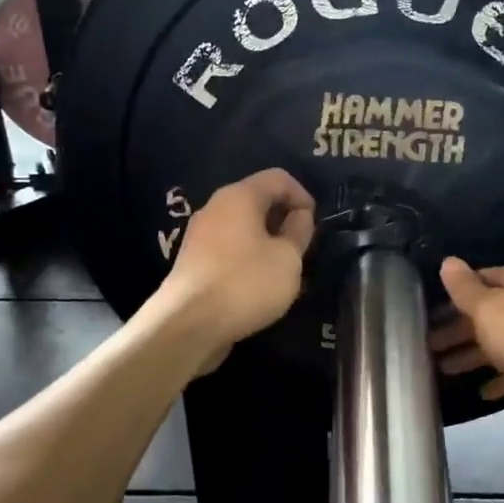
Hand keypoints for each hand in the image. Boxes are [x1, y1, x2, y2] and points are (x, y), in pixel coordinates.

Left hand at [156, 169, 314, 371]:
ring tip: (284, 272)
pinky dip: (248, 260)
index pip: (278, 178)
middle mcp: (215, 208)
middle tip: (302, 250)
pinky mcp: (194, 263)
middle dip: (284, 221)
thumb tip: (299, 215)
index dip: (303, 196)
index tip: (315, 226)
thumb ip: (298, 232)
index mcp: (239, 196)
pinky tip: (258, 287)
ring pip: (243, 229)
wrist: (188, 324)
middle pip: (258, 202)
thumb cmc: (245, 283)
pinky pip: (229, 251)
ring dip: (267, 244)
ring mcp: (200, 236)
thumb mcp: (287, 258)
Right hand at [428, 258, 503, 426]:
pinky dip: (503, 374)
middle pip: (490, 311)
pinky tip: (483, 391)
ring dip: (474, 353)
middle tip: (429, 348)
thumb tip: (448, 261)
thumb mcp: (489, 310)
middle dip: (459, 330)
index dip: (452, 297)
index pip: (479, 279)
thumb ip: (465, 288)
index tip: (428, 316)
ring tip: (444, 370)